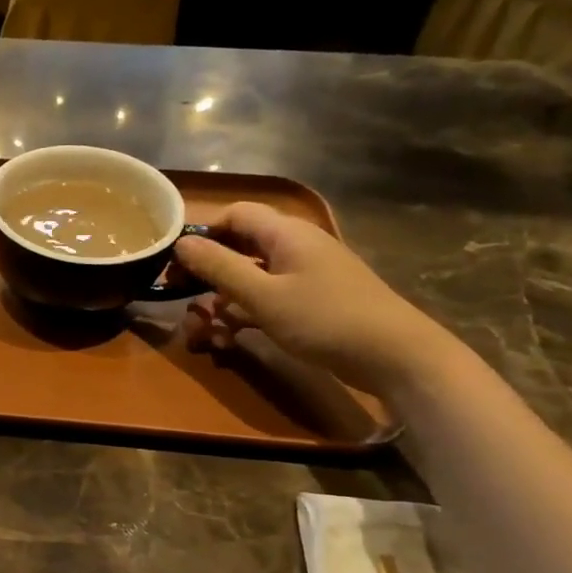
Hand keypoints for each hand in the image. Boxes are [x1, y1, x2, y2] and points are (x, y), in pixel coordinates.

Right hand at [173, 202, 457, 396]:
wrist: (396, 357)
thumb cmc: (325, 319)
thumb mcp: (262, 296)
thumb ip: (219, 267)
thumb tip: (181, 242)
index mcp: (285, 234)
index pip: (234, 215)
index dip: (203, 233)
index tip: (175, 263)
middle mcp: (294, 247)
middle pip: (238, 248)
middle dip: (206, 276)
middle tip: (179, 300)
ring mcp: (304, 276)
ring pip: (249, 279)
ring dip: (221, 303)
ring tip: (204, 333)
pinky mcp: (311, 302)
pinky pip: (266, 300)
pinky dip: (244, 316)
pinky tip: (230, 340)